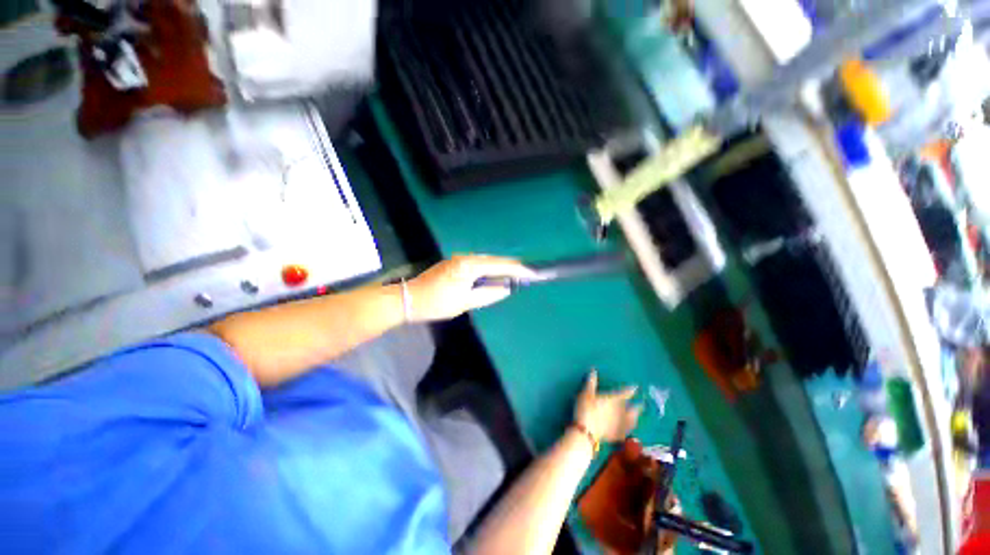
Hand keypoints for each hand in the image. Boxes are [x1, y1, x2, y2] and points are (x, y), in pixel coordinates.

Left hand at [406, 255, 535, 322]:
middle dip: (511, 267)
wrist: (408, 298)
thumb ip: (488, 294)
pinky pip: (477, 264)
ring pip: (486, 261)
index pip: (500, 265)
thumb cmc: (437, 302)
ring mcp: (459, 259)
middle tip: (526, 274)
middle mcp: (466, 257)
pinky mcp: (454, 264)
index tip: (533, 272)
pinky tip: (493, 276)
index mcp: (470, 266)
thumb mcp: (465, 302)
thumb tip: (506, 289)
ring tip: (513, 276)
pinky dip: (489, 270)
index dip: (518, 269)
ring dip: (499, 268)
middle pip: (494, 260)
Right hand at [574, 370, 640, 442]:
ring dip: (635, 418)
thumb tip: (593, 370)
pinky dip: (628, 430)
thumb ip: (591, 382)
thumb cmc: (587, 409)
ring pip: (632, 421)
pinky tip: (628, 431)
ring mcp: (621, 425)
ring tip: (637, 416)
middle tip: (642, 404)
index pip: (626, 393)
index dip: (631, 389)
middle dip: (638, 406)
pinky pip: (626, 432)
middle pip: (633, 409)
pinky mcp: (618, 436)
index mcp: (615, 400)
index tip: (636, 387)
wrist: (587, 432)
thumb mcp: (586, 393)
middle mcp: (622, 412)